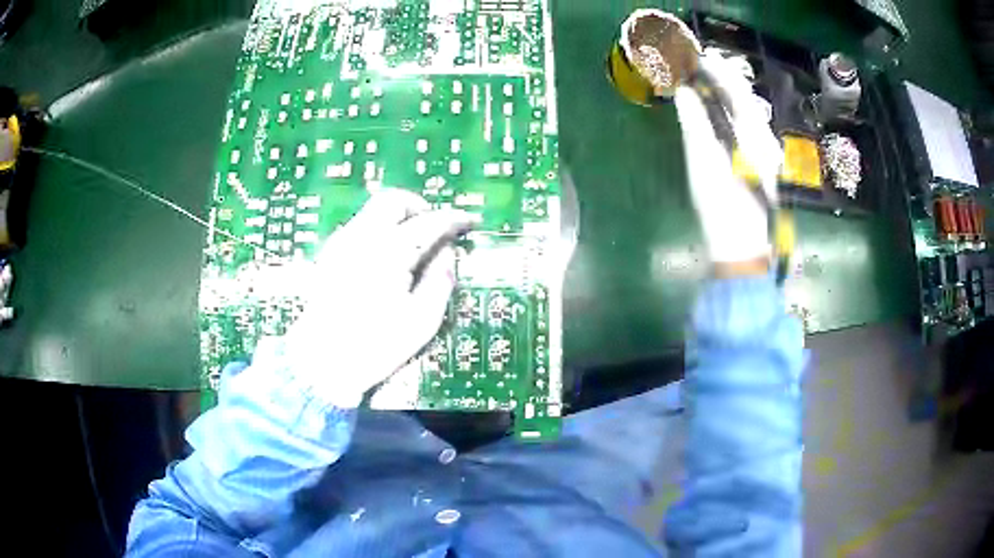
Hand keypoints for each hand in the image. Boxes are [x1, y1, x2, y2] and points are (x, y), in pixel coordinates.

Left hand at [278, 189, 477, 407]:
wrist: (321, 363)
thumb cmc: (375, 346)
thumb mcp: (422, 321)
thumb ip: (440, 281)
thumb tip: (448, 253)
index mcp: (390, 253)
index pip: (429, 222)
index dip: (453, 219)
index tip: (469, 222)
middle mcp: (362, 238)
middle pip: (394, 200)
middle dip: (420, 207)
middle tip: (436, 228)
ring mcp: (341, 244)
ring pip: (374, 210)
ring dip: (399, 217)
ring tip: (414, 244)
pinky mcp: (330, 254)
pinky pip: (360, 226)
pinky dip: (381, 229)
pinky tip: (387, 257)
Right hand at [674, 49, 782, 264]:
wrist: (743, 251)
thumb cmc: (722, 209)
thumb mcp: (704, 165)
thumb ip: (695, 124)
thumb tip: (684, 93)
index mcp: (755, 138)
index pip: (738, 94)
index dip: (719, 72)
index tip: (700, 56)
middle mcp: (767, 142)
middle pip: (747, 101)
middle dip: (726, 80)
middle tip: (703, 65)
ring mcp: (768, 156)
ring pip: (751, 115)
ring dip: (731, 96)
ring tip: (711, 83)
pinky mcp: (764, 168)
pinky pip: (750, 130)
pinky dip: (734, 115)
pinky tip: (724, 114)